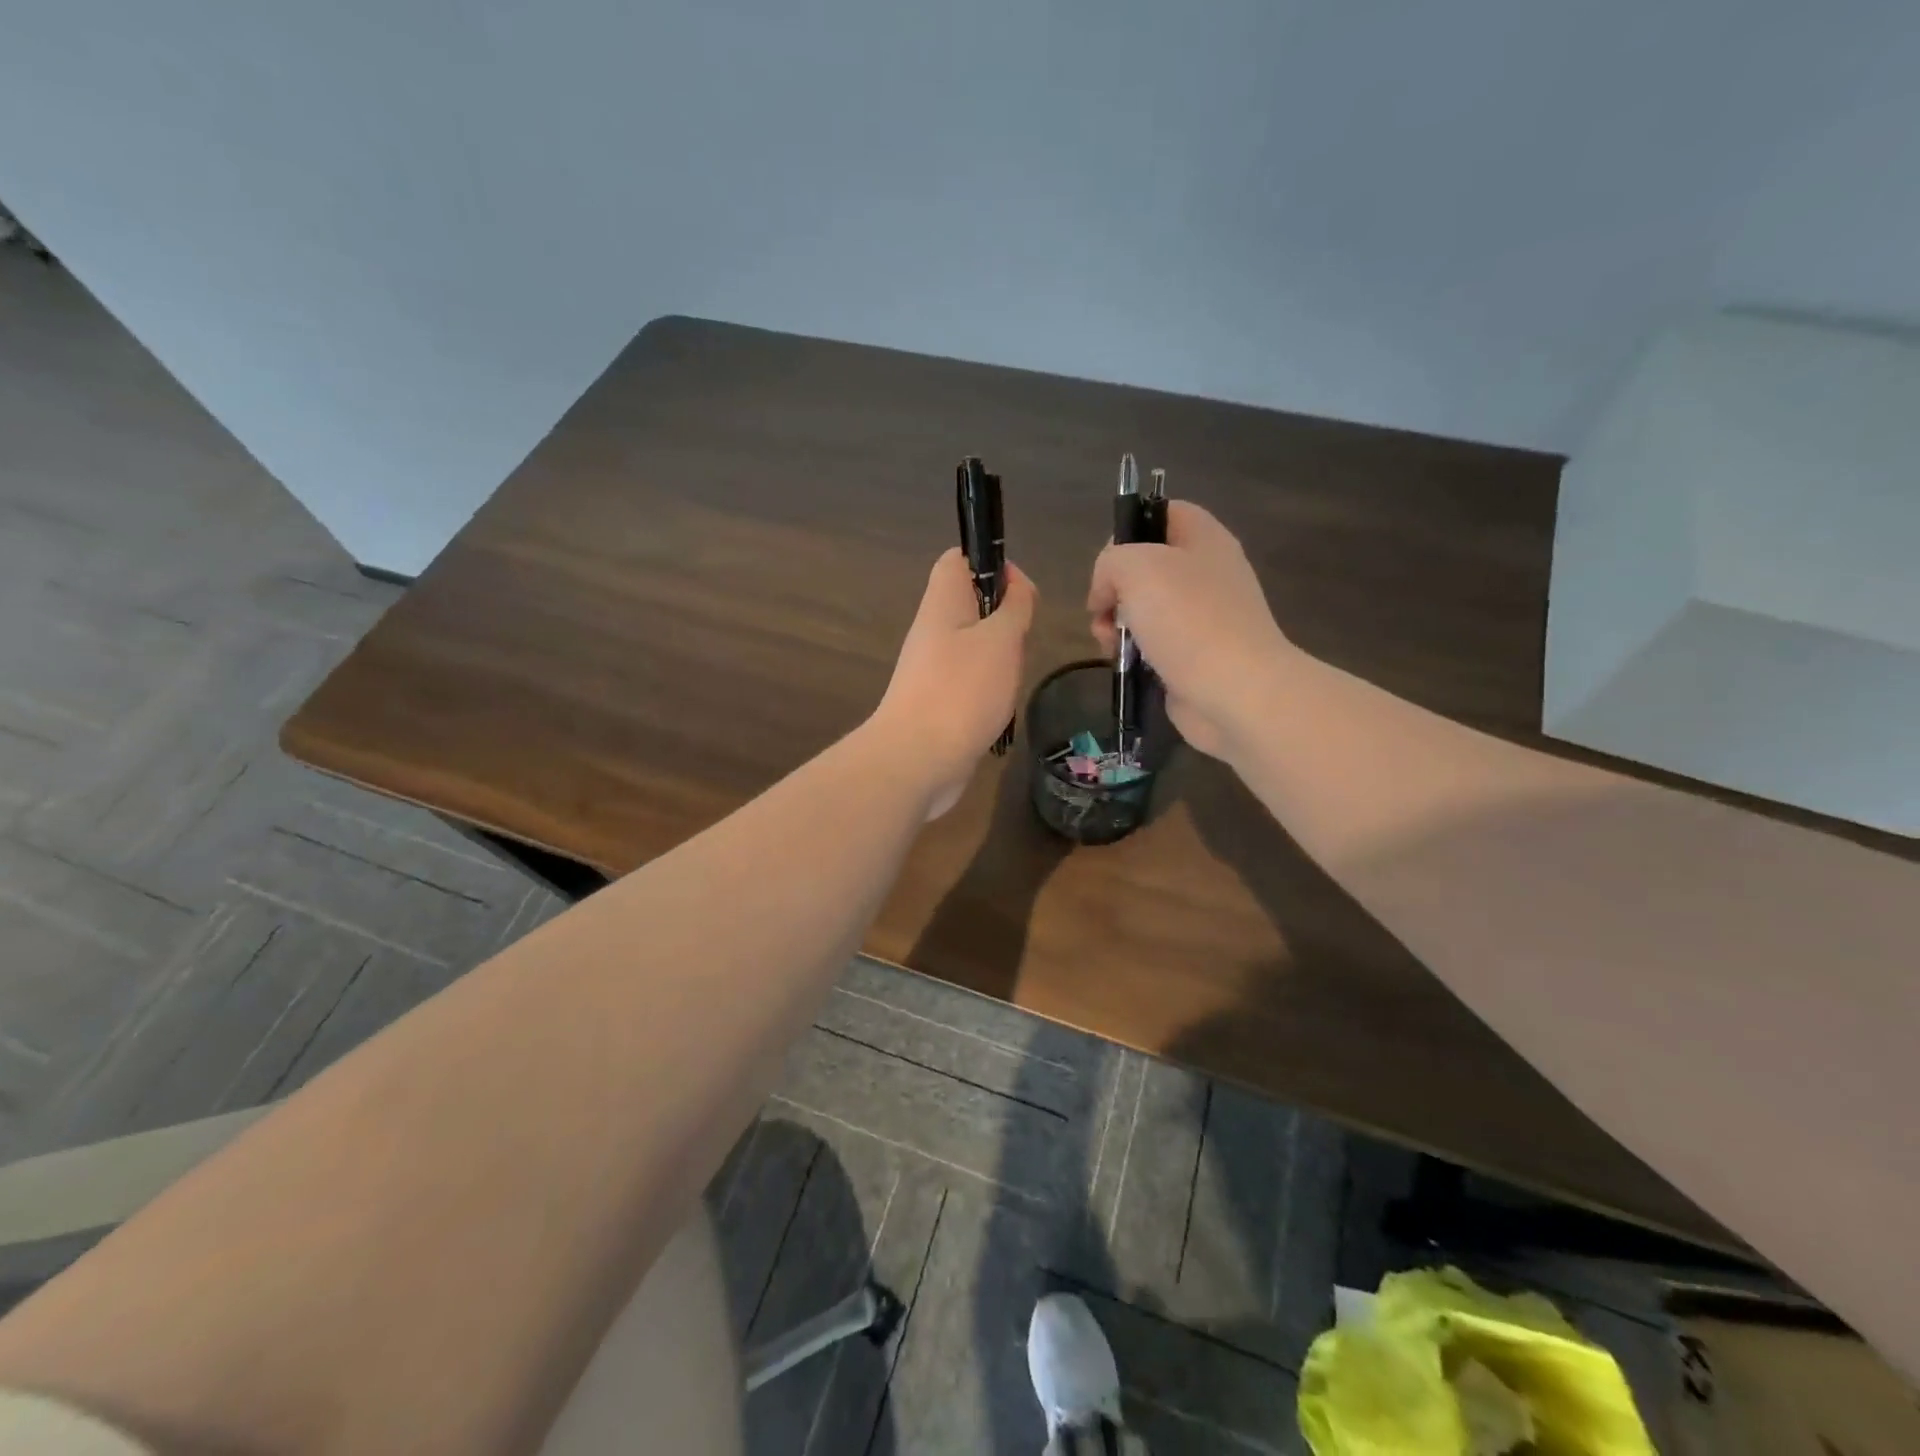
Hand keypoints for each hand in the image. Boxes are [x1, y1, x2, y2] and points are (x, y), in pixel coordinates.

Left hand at [871, 548, 1036, 818]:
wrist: (916, 760)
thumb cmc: (962, 690)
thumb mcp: (1001, 639)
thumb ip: (1014, 607)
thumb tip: (1016, 586)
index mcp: (942, 602)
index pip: (958, 560)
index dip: (991, 564)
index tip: (1019, 595)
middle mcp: (932, 630)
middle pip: (972, 606)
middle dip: (1005, 622)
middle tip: (1018, 647)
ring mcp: (931, 669)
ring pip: (975, 648)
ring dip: (1000, 662)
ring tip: (1009, 682)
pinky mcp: (936, 702)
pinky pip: (969, 683)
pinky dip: (989, 693)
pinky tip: (997, 711)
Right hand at [1087, 501, 1292, 760]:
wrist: (1235, 692)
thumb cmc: (1188, 620)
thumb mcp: (1136, 567)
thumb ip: (1110, 562)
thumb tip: (1107, 593)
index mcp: (1203, 539)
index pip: (1161, 512)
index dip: (1128, 529)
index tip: (1108, 562)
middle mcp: (1206, 573)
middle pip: (1145, 565)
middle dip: (1113, 588)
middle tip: (1102, 610)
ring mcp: (1202, 617)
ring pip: (1143, 609)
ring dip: (1115, 624)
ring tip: (1109, 644)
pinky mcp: (1193, 656)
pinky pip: (1152, 644)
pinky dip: (1132, 653)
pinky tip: (1125, 664)